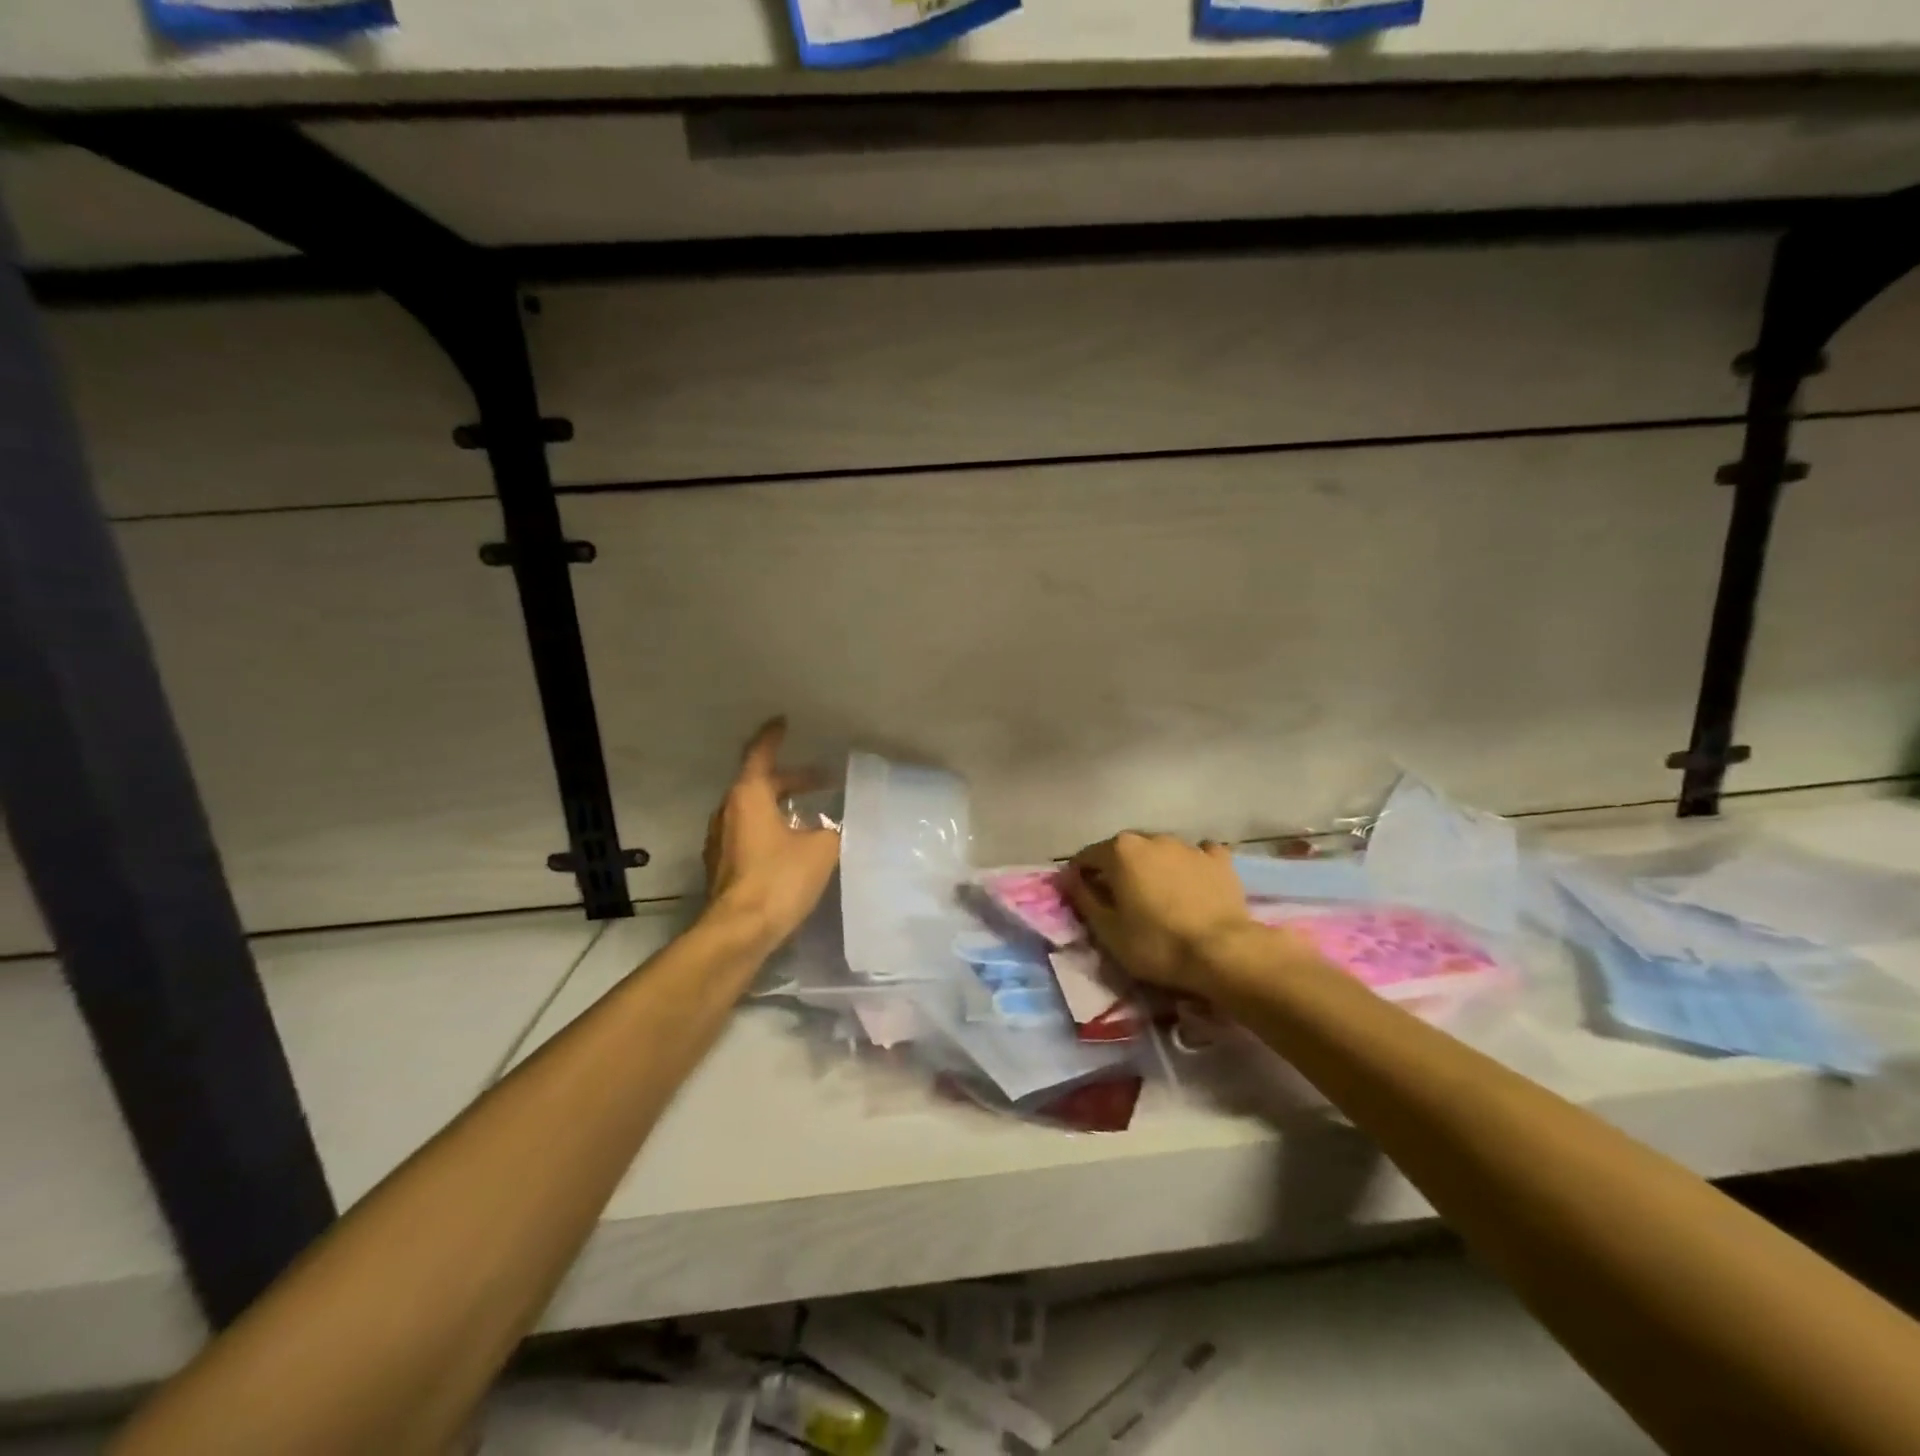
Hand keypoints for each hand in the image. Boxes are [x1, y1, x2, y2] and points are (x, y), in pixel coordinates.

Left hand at [702, 719, 840, 947]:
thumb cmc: (779, 879)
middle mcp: (728, 811)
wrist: (739, 932)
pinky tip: (794, 844)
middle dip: (792, 779)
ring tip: (812, 813)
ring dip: (781, 806)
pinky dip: (771, 828)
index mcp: (749, 796)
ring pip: (753, 810)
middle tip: (822, 780)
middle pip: (760, 784)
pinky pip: (749, 833)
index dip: (773, 736)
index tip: (783, 722)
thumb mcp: (821, 848)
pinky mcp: (723, 866)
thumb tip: (833, 828)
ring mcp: (721, 840)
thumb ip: (832, 829)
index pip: (760, 754)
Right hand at [1063, 832, 1257, 998]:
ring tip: (1158, 896)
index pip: (1087, 857)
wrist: (1222, 952)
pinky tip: (1193, 882)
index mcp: (1120, 851)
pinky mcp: (1219, 859)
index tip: (1080, 898)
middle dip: (1117, 870)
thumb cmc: (1156, 944)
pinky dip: (1190, 865)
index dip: (1079, 876)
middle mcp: (1152, 838)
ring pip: (1160, 851)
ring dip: (1152, 867)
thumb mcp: (1108, 930)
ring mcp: (1188, 846)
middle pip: (1124, 851)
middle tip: (1119, 900)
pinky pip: (1198, 855)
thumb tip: (1068, 878)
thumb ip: (1083, 898)